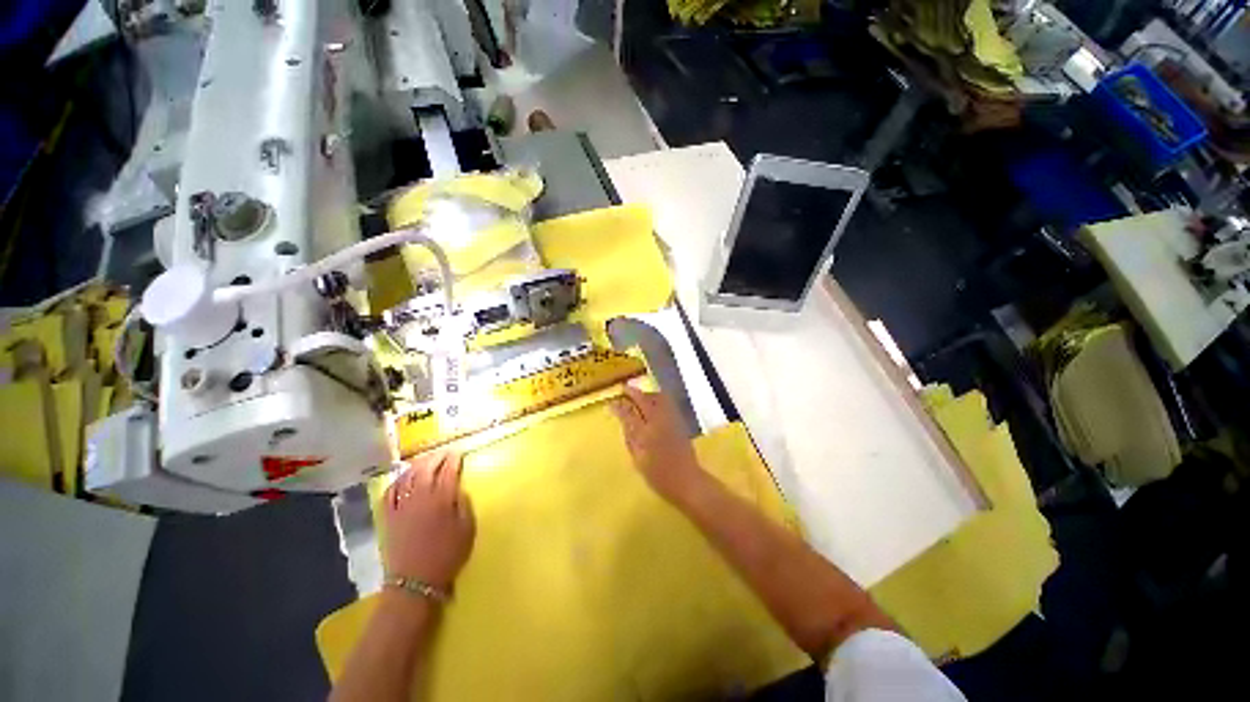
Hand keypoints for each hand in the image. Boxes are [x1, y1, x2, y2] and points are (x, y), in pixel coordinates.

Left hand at [383, 451, 475, 591]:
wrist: (415, 582)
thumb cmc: (447, 555)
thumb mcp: (466, 529)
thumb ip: (464, 504)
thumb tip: (458, 489)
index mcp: (442, 499)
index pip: (448, 471)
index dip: (454, 460)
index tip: (459, 453)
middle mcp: (420, 497)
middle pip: (426, 469)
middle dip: (436, 457)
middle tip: (445, 453)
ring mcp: (402, 506)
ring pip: (407, 477)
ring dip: (418, 465)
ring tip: (426, 461)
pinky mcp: (389, 516)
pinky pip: (390, 492)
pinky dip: (397, 481)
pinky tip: (403, 478)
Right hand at [611, 384, 704, 499]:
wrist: (687, 480)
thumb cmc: (659, 476)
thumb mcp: (638, 460)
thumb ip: (630, 439)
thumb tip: (624, 422)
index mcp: (645, 434)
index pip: (629, 414)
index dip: (619, 407)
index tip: (611, 402)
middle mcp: (658, 422)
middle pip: (644, 400)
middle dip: (633, 392)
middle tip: (624, 389)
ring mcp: (671, 419)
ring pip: (658, 397)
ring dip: (646, 393)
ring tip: (638, 395)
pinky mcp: (679, 421)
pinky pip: (667, 402)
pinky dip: (657, 397)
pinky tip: (653, 402)